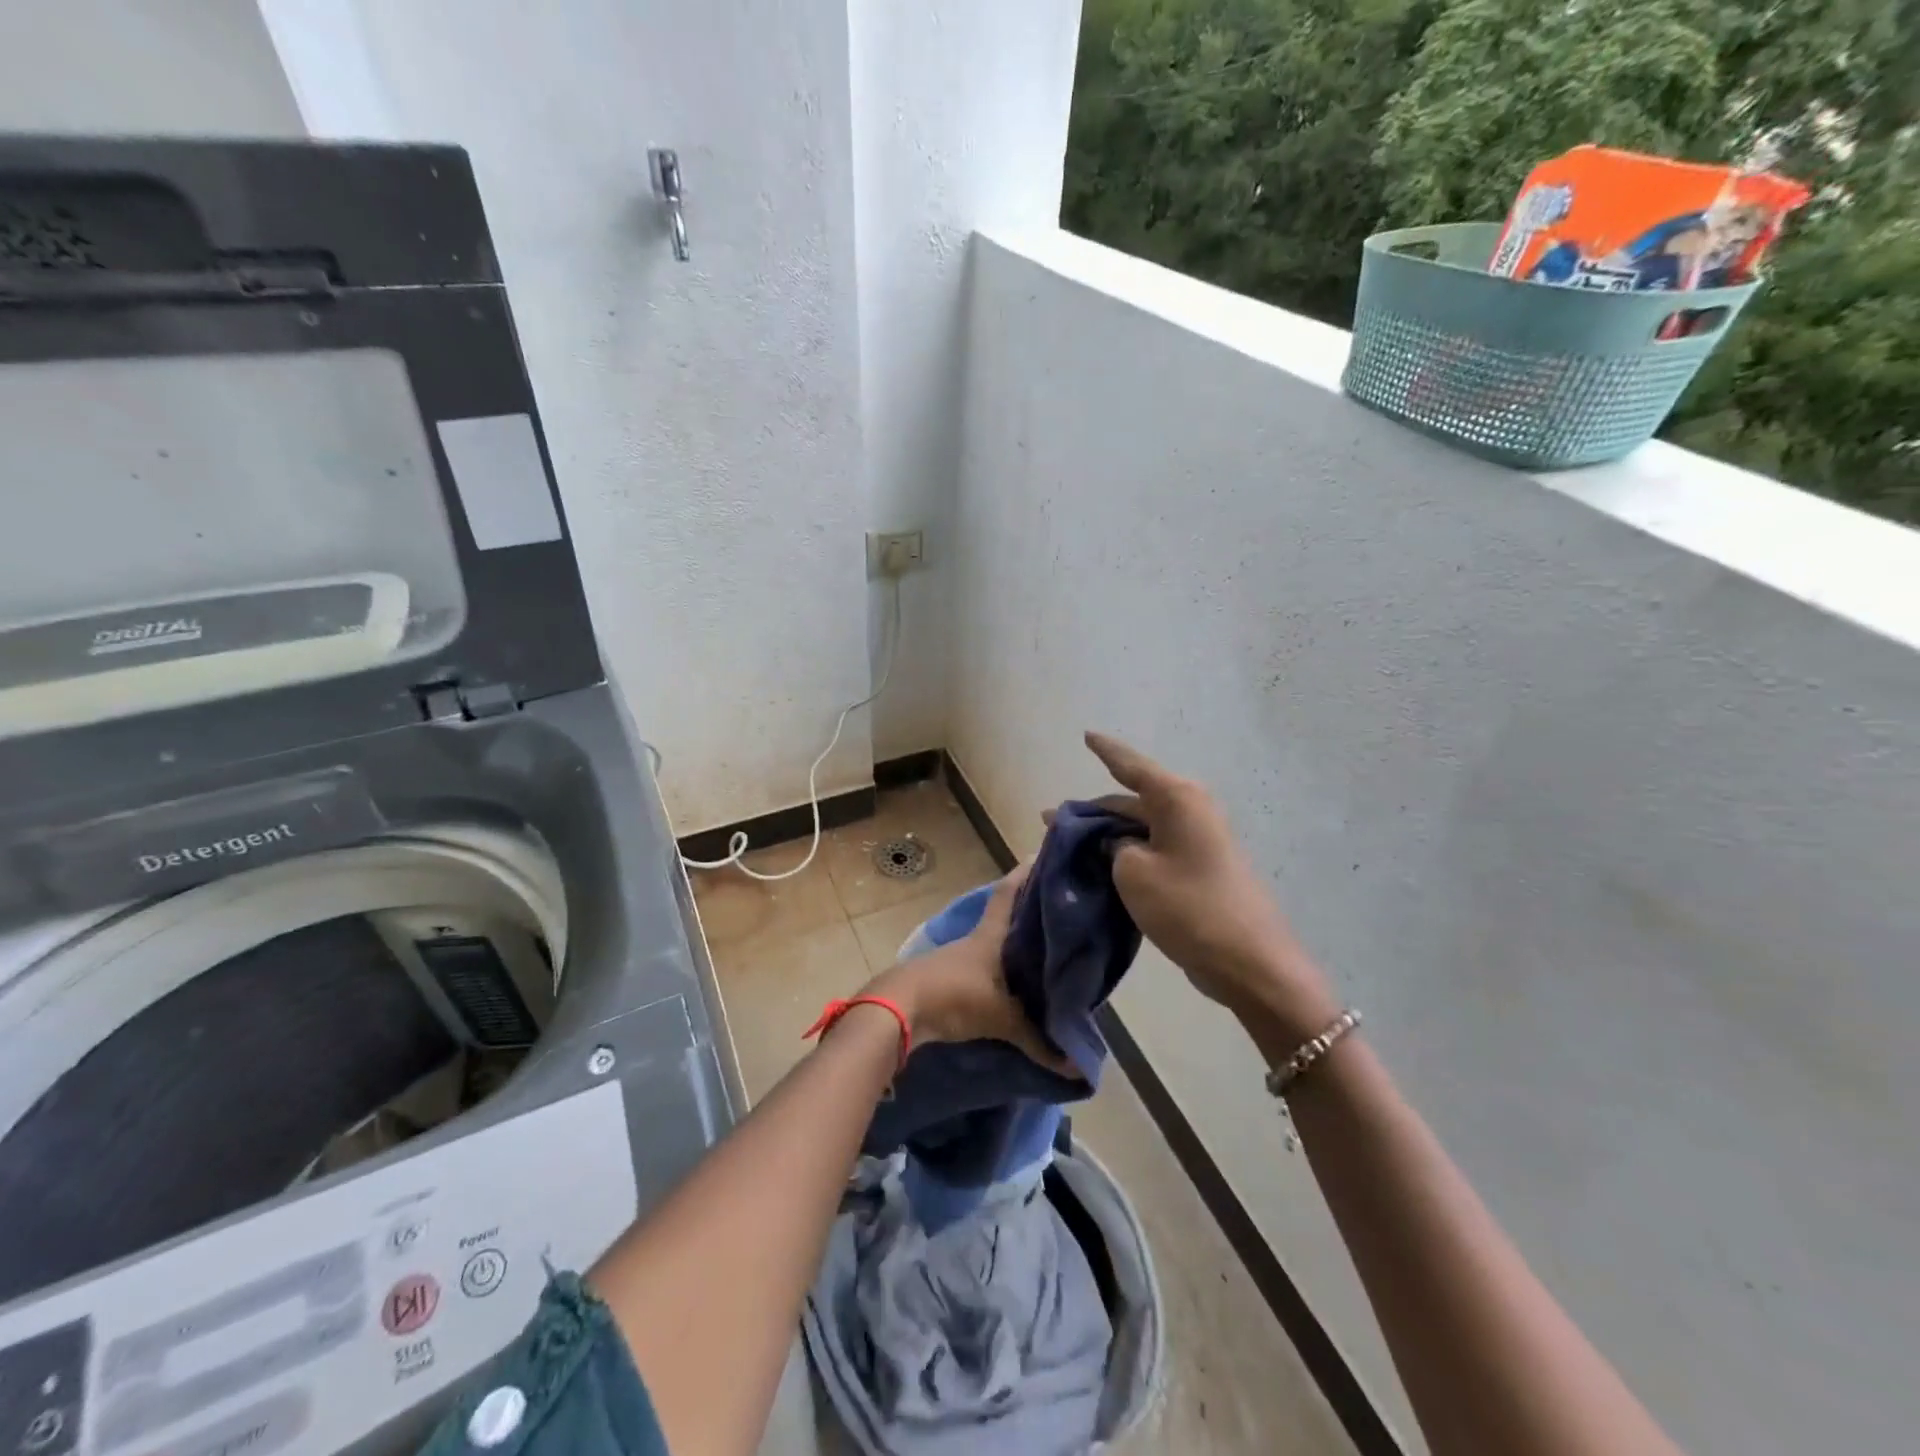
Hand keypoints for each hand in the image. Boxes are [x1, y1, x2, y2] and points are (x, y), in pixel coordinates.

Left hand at [863, 866, 1076, 1074]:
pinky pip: (980, 968)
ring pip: (992, 944)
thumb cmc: (956, 995)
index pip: (1009, 894)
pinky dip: (996, 972)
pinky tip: (1009, 986)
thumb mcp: (1002, 1019)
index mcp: (991, 934)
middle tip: (1056, 909)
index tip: (1041, 856)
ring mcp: (957, 957)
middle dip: (1027, 912)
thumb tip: (1077, 1067)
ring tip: (1040, 951)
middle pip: (1004, 917)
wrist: (900, 1008)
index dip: (1024, 875)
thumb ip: (1038, 1041)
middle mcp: (975, 939)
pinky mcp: (946, 978)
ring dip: (1010, 945)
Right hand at [1080, 731, 1340, 1046]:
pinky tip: (1101, 866)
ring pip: (1141, 826)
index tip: (1086, 734)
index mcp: (1176, 798)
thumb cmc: (1188, 906)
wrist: (1248, 961)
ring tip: (1069, 845)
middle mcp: (1190, 809)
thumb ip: (1112, 846)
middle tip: (1051, 822)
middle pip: (1132, 799)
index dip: (1105, 750)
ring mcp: (1198, 839)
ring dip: (1107, 834)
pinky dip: (1126, 853)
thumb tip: (1114, 842)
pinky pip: (1154, 848)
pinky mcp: (1200, 867)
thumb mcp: (1132, 872)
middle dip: (1093, 810)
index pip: (1131, 764)